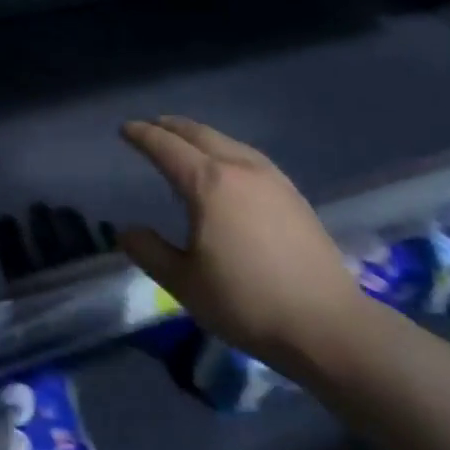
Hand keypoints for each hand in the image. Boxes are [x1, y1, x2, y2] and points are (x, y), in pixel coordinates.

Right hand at [119, 116, 366, 369]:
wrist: (324, 323)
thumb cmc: (246, 302)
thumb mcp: (184, 283)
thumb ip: (150, 251)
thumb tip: (127, 231)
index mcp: (209, 183)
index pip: (167, 147)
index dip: (143, 135)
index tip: (125, 129)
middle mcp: (240, 168)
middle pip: (199, 134)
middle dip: (171, 127)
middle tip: (150, 127)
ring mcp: (271, 178)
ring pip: (227, 141)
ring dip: (199, 136)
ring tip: (184, 143)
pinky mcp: (292, 193)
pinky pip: (248, 155)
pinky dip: (225, 149)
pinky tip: (227, 167)